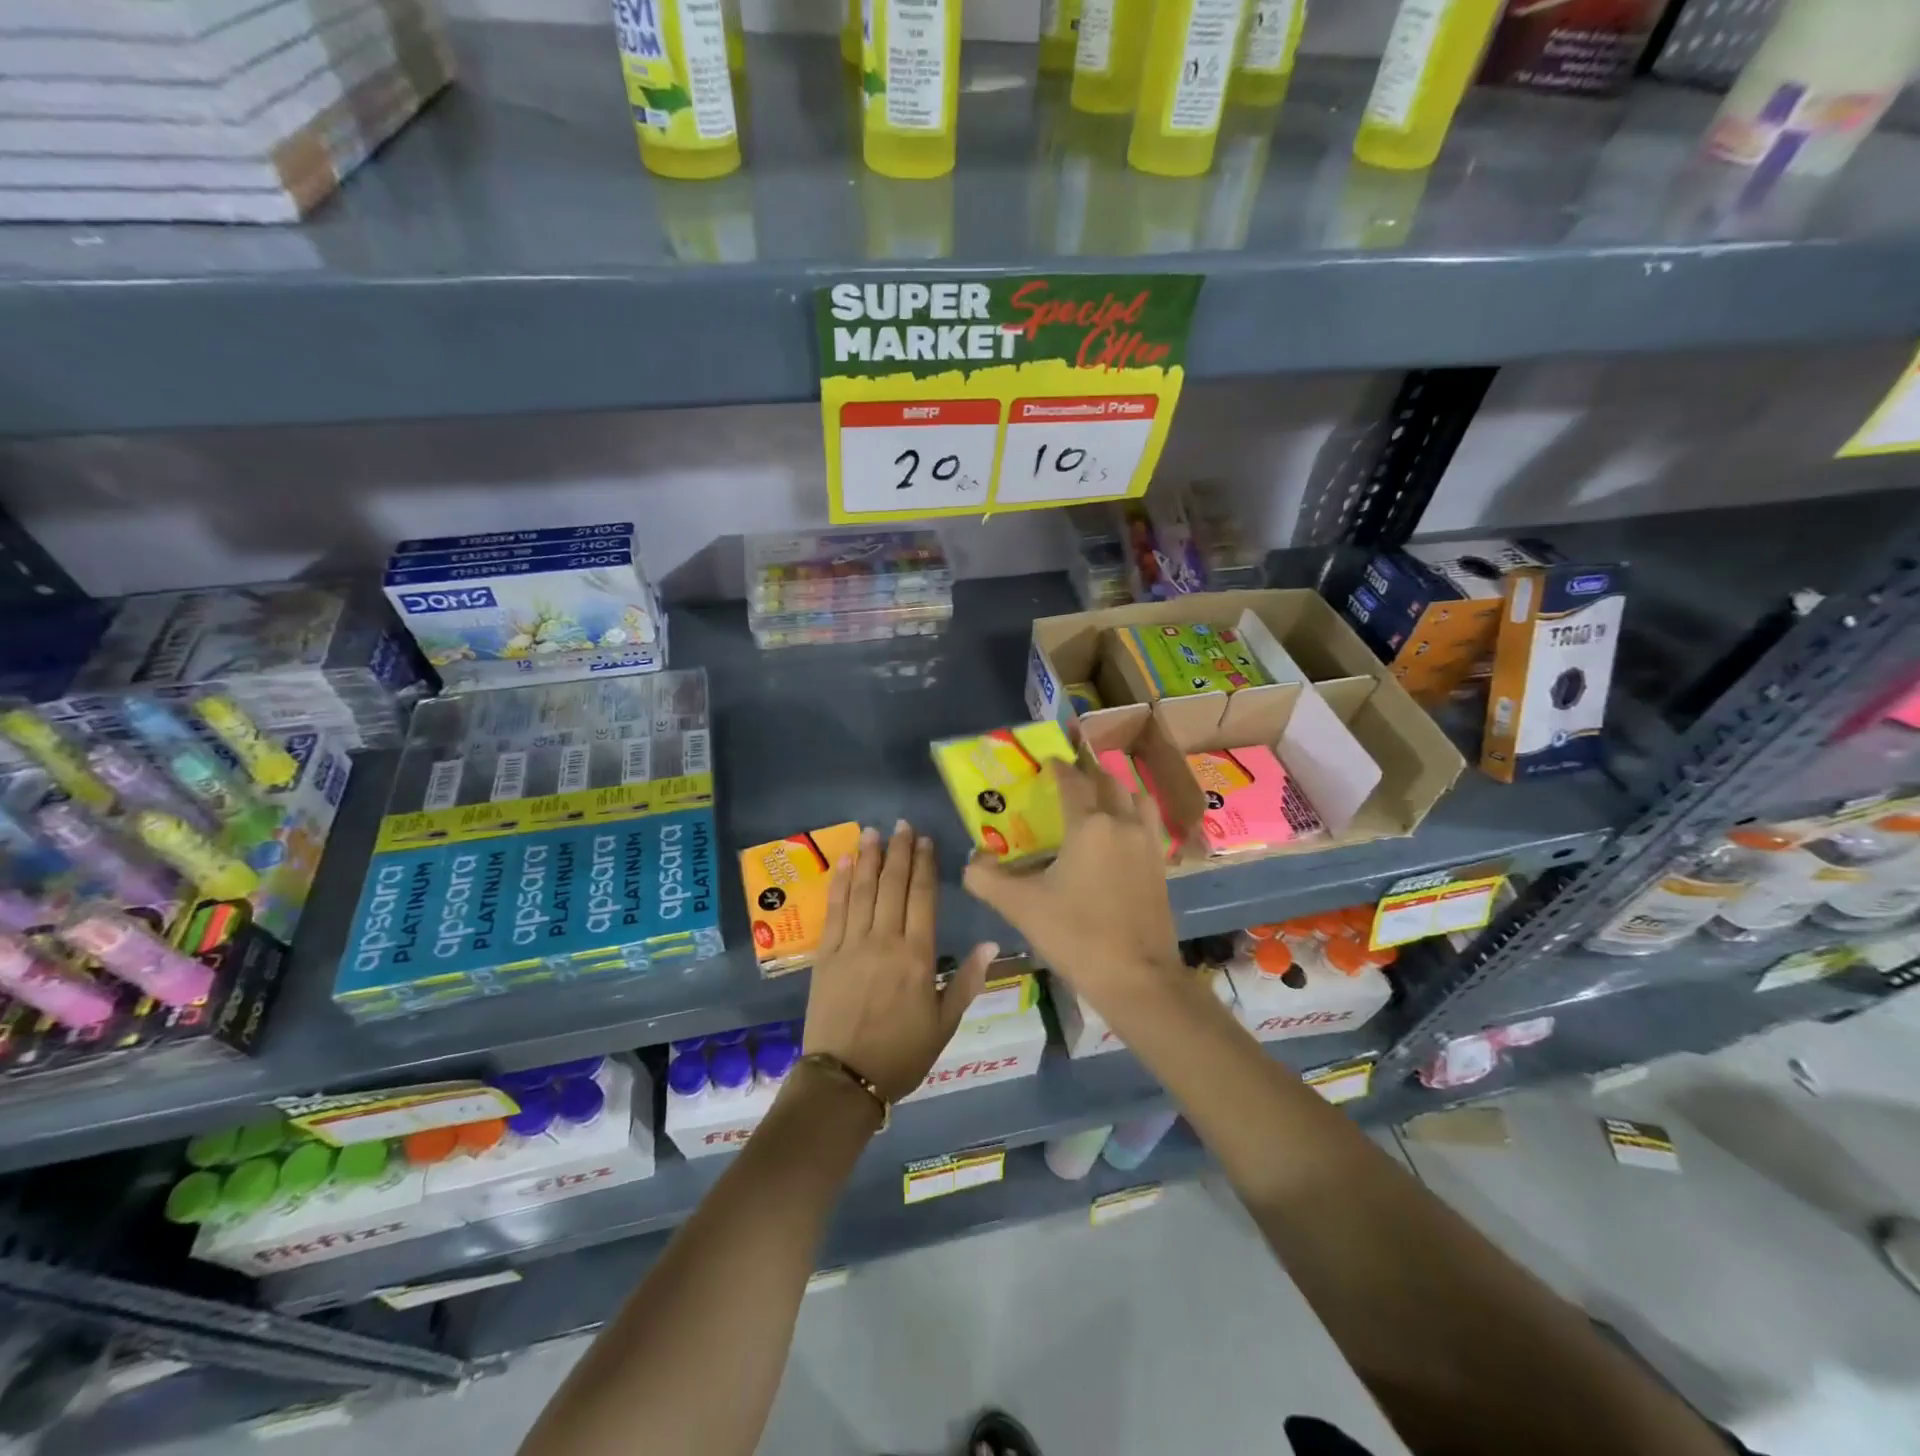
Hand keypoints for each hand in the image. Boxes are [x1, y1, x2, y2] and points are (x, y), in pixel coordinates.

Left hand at [803, 821, 996, 1103]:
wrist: (845, 1080)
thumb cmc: (902, 1054)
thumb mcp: (944, 1024)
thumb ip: (966, 981)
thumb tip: (993, 943)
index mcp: (917, 956)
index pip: (922, 898)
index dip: (924, 865)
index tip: (926, 841)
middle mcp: (884, 941)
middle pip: (893, 886)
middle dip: (899, 852)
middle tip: (903, 824)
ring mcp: (851, 945)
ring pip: (863, 891)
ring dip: (869, 858)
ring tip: (874, 831)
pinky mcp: (826, 955)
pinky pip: (835, 910)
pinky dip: (841, 883)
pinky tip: (846, 862)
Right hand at [963, 758, 1181, 1017]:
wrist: (1137, 978)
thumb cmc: (1077, 935)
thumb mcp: (1021, 907)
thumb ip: (987, 879)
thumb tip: (972, 860)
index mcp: (1089, 825)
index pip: (1072, 781)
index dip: (1057, 767)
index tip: (1046, 760)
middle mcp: (1122, 823)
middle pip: (1107, 783)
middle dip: (1087, 774)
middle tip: (1069, 777)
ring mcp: (1147, 844)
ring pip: (1135, 799)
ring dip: (1116, 791)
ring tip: (1099, 800)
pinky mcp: (1161, 866)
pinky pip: (1148, 825)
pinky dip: (1133, 817)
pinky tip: (1119, 837)